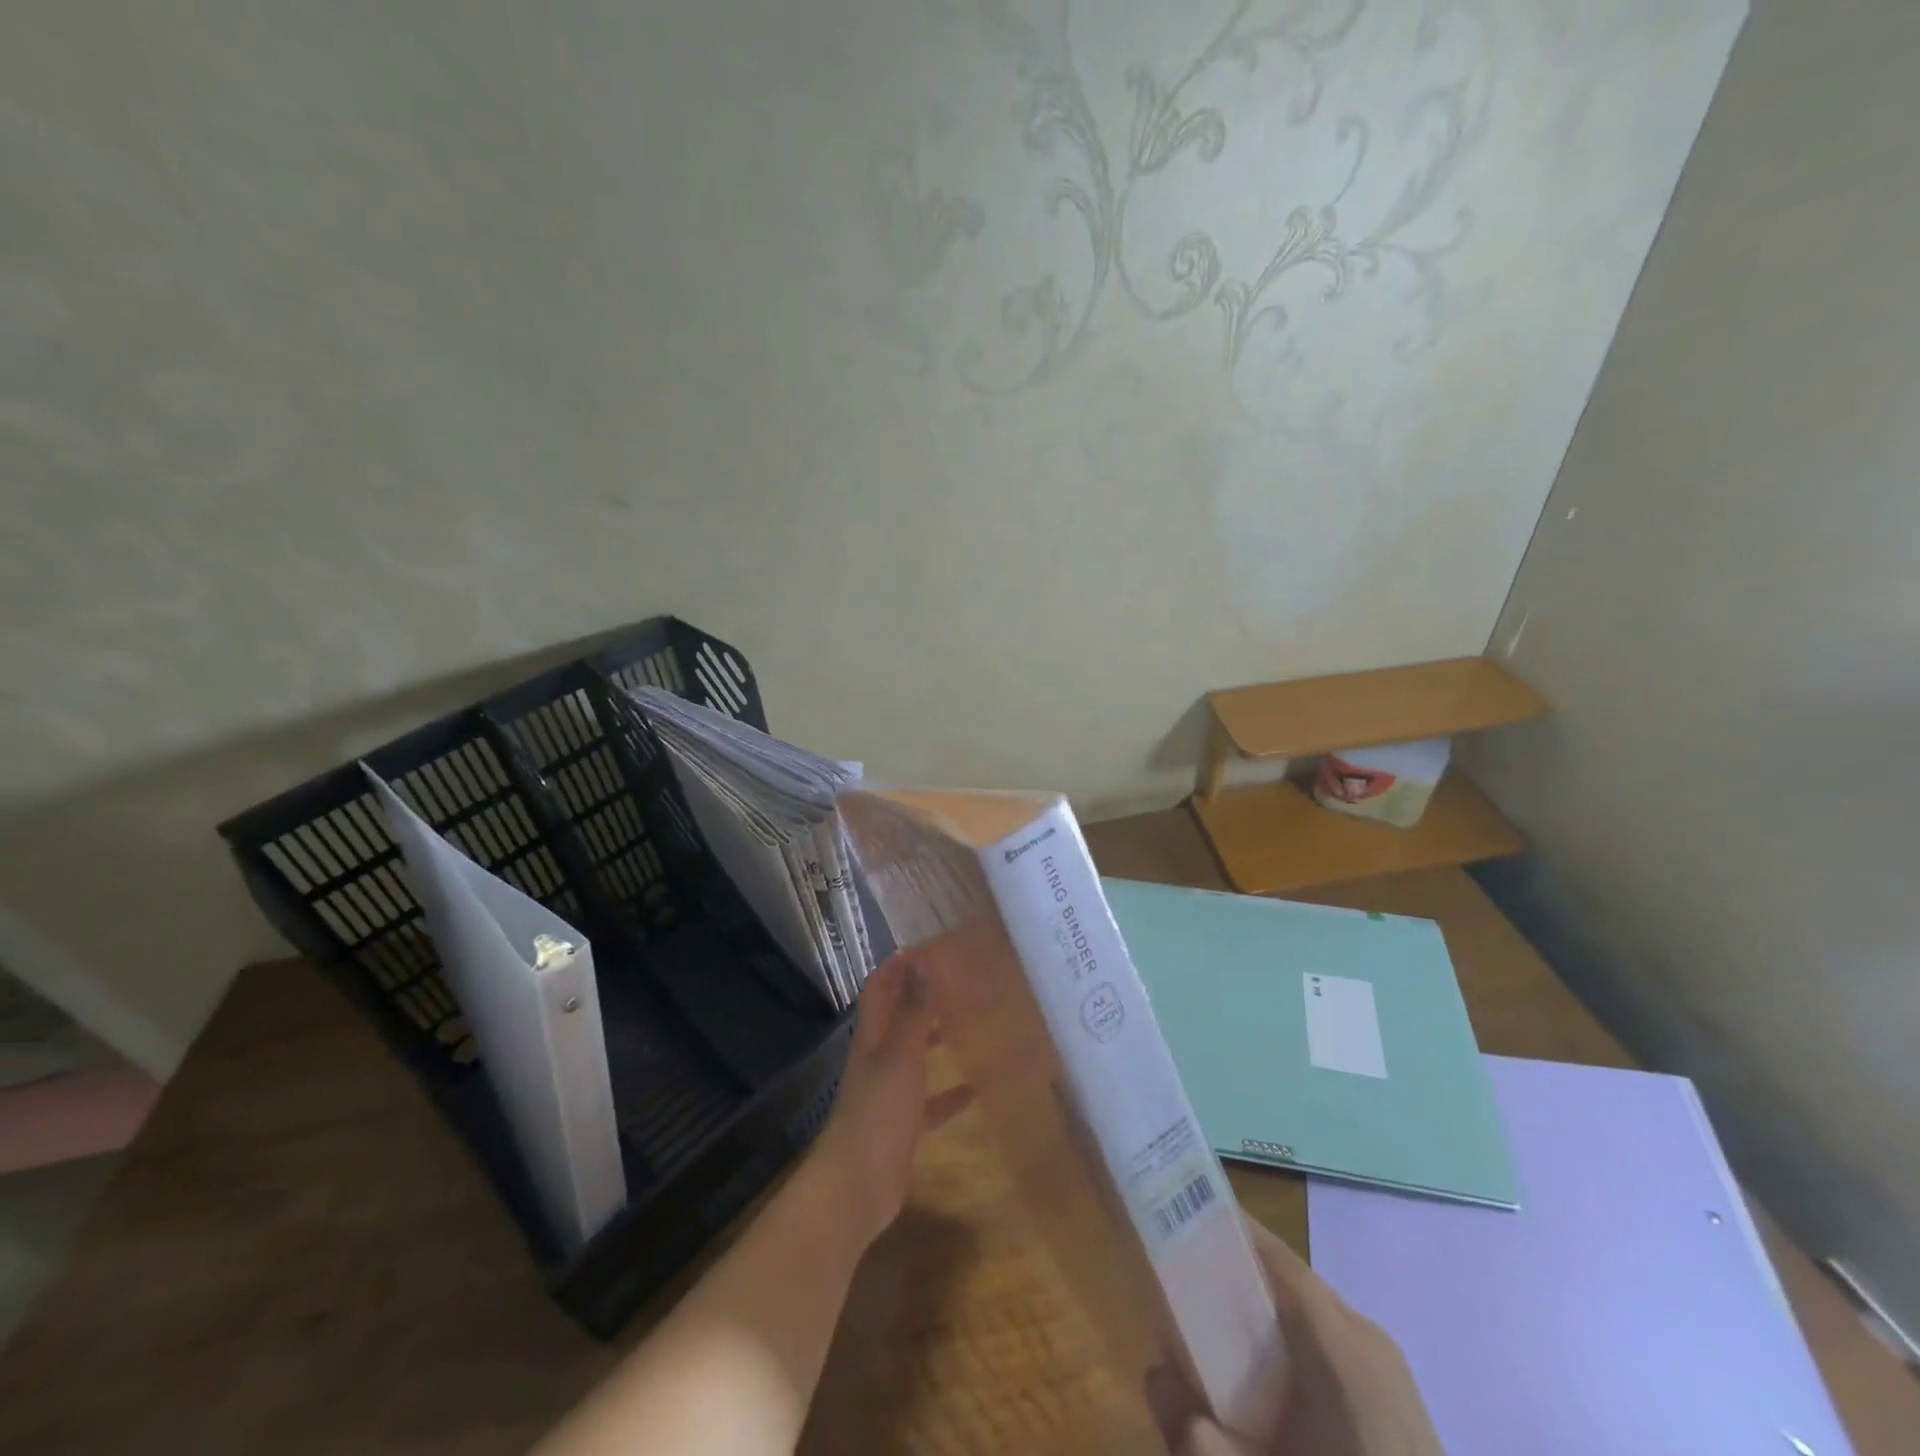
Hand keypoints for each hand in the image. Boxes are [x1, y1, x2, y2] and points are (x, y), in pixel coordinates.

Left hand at [804, 954, 972, 1248]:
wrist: (857, 1186)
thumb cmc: (878, 1112)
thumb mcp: (901, 1054)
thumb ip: (914, 1010)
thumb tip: (921, 959)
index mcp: (872, 1037)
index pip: (879, 989)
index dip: (896, 967)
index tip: (927, 948)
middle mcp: (879, 1059)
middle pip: (898, 1019)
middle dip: (920, 999)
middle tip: (957, 982)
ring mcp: (890, 1094)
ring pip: (914, 1057)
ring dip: (935, 1040)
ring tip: (969, 1025)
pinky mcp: (904, 1126)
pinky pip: (929, 1102)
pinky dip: (948, 1094)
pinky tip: (974, 1090)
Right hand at [1171, 1218, 1443, 1455]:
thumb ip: (1196, 1437)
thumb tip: (1155, 1374)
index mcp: (1342, 1344)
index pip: (1277, 1258)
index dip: (1229, 1231)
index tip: (1181, 1216)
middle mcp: (1368, 1338)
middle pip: (1290, 1282)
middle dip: (1237, 1277)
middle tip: (1186, 1285)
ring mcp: (1390, 1371)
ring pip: (1311, 1314)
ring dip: (1265, 1314)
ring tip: (1219, 1338)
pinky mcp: (1399, 1402)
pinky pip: (1334, 1346)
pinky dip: (1294, 1346)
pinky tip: (1269, 1387)